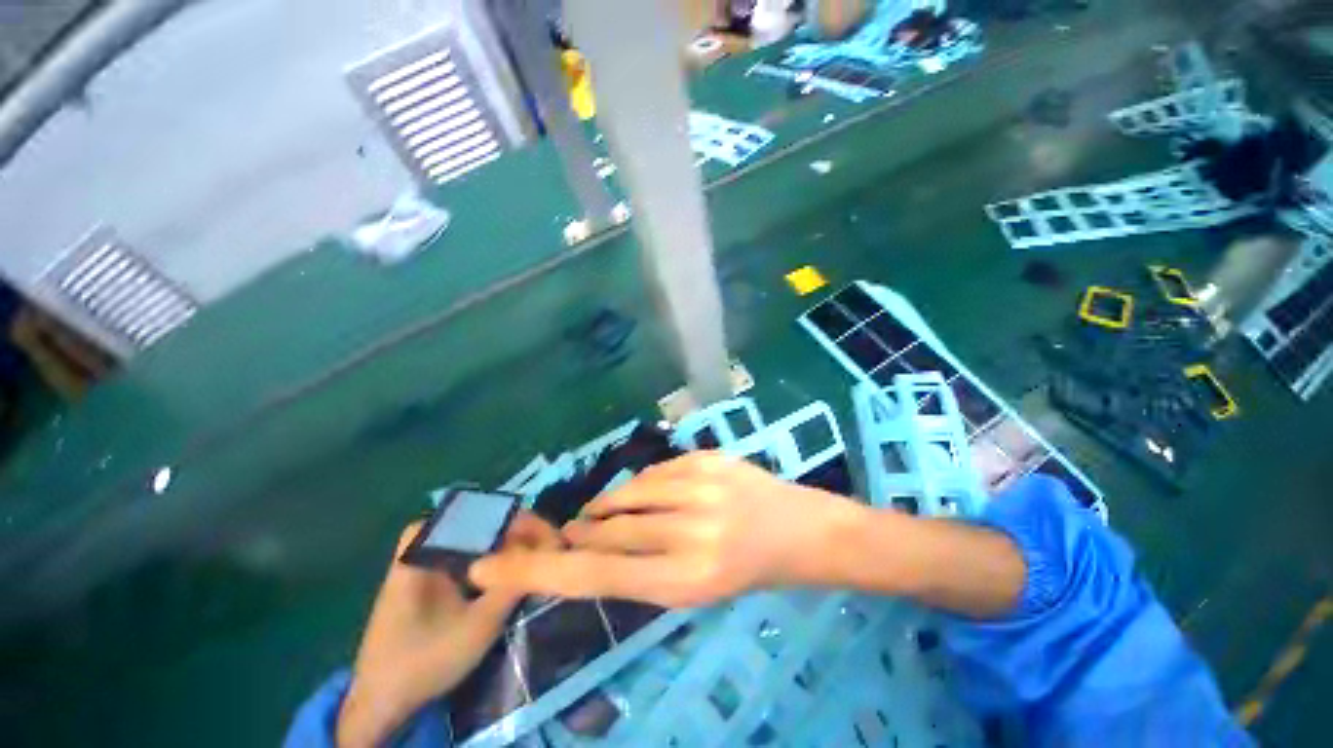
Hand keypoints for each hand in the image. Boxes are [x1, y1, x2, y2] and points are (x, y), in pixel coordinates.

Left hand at [337, 513, 559, 747]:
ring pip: (475, 535)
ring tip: (535, 555)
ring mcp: (423, 558)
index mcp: (423, 547)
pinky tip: (511, 570)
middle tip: (547, 545)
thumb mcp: (478, 626)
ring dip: (507, 543)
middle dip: (518, 530)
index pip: (482, 513)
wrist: (381, 703)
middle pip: (481, 520)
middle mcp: (422, 543)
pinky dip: (493, 556)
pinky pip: (467, 552)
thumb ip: (514, 584)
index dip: (521, 521)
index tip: (548, 535)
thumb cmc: (425, 662)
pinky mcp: (427, 575)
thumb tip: (549, 552)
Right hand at [470, 452, 865, 607]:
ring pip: (624, 497)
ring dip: (605, 510)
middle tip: (565, 537)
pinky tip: (641, 497)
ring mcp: (698, 488)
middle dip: (575, 536)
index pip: (593, 577)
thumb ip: (638, 567)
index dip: (535, 573)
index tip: (486, 564)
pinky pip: (652, 473)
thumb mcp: (693, 588)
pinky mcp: (704, 459)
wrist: (800, 529)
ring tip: (602, 518)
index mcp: (686, 582)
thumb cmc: (749, 572)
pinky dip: (637, 488)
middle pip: (603, 533)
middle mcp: (688, 533)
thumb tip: (588, 547)